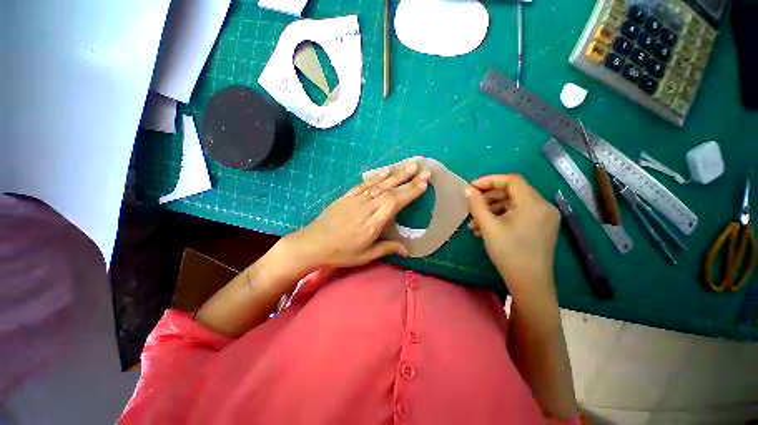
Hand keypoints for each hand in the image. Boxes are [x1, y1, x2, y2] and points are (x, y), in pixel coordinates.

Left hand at [282, 163, 430, 270]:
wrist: (313, 243)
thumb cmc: (340, 252)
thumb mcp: (365, 256)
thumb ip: (386, 249)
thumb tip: (407, 250)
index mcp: (372, 223)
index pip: (394, 203)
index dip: (409, 192)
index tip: (423, 184)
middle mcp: (366, 207)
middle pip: (390, 191)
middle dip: (408, 180)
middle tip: (424, 170)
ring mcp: (355, 200)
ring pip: (379, 184)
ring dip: (396, 174)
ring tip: (410, 166)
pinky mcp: (347, 196)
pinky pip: (364, 184)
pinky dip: (376, 177)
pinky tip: (385, 171)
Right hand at [466, 175, 559, 294]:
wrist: (530, 284)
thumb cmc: (509, 253)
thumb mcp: (489, 227)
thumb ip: (477, 205)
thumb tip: (468, 190)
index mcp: (533, 203)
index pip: (512, 180)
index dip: (490, 180)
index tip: (472, 188)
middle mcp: (543, 207)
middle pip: (513, 192)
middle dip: (489, 197)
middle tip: (471, 205)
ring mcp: (544, 218)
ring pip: (514, 204)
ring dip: (492, 210)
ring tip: (474, 223)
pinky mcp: (541, 228)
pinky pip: (519, 215)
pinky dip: (502, 218)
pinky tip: (486, 229)